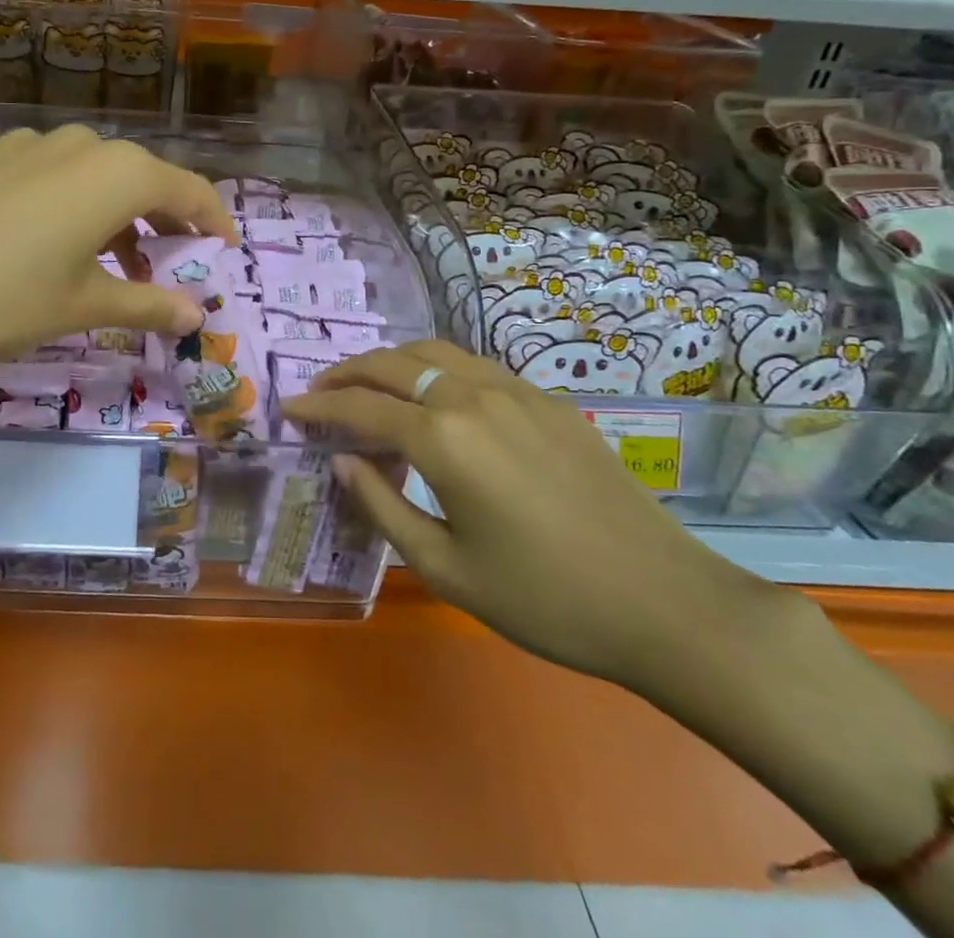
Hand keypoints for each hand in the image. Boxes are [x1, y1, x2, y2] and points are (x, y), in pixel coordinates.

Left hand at [0, 125, 236, 396]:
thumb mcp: (80, 306)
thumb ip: (145, 303)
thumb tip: (198, 313)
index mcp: (117, 173)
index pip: (189, 190)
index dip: (213, 220)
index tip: (224, 251)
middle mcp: (81, 145)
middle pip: (144, 178)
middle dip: (165, 222)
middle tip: (172, 265)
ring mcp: (31, 145)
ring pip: (97, 176)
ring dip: (119, 216)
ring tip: (114, 265)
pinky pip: (55, 176)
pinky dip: (76, 206)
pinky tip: (53, 244)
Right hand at [285, 341, 775, 694]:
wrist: (664, 602)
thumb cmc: (545, 599)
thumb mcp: (447, 569)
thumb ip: (384, 508)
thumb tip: (345, 461)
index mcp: (443, 438)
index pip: (360, 406)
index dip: (318, 406)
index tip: (289, 410)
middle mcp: (472, 396)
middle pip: (392, 363)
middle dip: (347, 373)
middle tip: (320, 393)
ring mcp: (515, 390)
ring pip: (434, 352)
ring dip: (391, 362)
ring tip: (369, 387)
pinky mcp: (547, 400)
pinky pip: (474, 366)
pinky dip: (435, 369)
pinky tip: (434, 398)